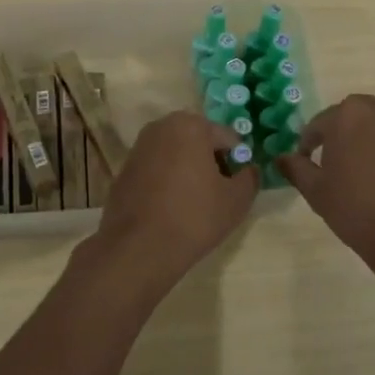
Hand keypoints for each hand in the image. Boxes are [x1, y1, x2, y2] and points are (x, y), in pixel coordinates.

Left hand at [75, 112, 256, 299]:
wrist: (139, 249)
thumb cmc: (194, 217)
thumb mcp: (237, 200)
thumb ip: (250, 177)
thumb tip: (248, 170)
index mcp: (190, 125)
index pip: (227, 139)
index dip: (237, 162)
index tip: (236, 187)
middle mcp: (161, 127)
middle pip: (199, 142)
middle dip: (211, 162)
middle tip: (218, 193)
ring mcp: (138, 148)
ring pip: (176, 154)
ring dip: (188, 170)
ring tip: (194, 203)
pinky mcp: (124, 170)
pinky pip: (156, 169)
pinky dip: (166, 181)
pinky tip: (170, 208)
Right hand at [278, 95, 374, 267]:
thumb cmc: (357, 212)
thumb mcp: (317, 192)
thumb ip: (296, 169)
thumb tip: (281, 157)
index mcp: (348, 115)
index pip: (322, 123)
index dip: (313, 143)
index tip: (312, 162)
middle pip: (361, 117)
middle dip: (352, 136)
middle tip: (349, 167)